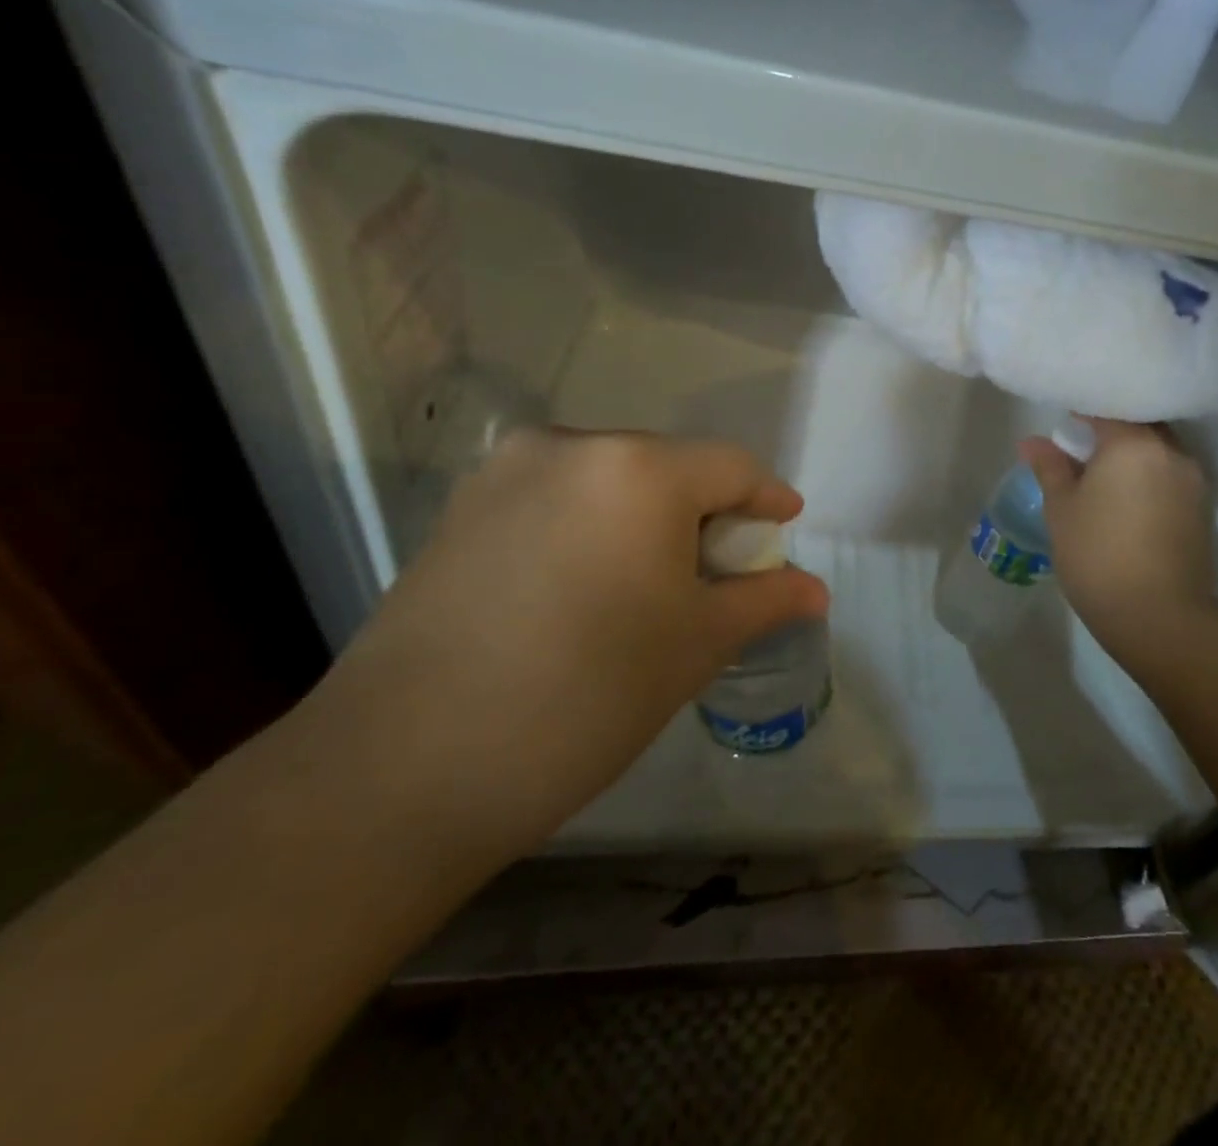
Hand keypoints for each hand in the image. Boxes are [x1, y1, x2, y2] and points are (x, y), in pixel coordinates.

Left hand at [301, 430, 828, 863]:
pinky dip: (592, 527)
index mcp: (638, 469)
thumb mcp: (697, 644)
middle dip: (705, 512)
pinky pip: (556, 499)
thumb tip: (817, 590)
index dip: (767, 499)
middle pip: (669, 467)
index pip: (731, 467)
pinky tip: (586, 587)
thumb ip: (765, 600)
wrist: (400, 771)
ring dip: (646, 518)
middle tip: (719, 571)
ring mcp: (504, 473)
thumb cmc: (586, 696)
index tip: (784, 529)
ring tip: (651, 583)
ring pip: (610, 481)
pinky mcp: (460, 510)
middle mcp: (570, 447)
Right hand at [1020, 420, 1214, 665]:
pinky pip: (1171, 476)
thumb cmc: (1097, 555)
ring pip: (1159, 451)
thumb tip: (1033, 442)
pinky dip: (1150, 477)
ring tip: (1105, 477)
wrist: (1157, 616)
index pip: (1108, 410)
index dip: (1083, 414)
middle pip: (1140, 426)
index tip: (1065, 426)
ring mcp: (1193, 481)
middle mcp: (1171, 452)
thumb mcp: (1062, 509)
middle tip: (1082, 450)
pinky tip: (1128, 501)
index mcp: (1134, 444)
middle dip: (1112, 431)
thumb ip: (1050, 468)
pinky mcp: (1202, 509)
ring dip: (1134, 456)